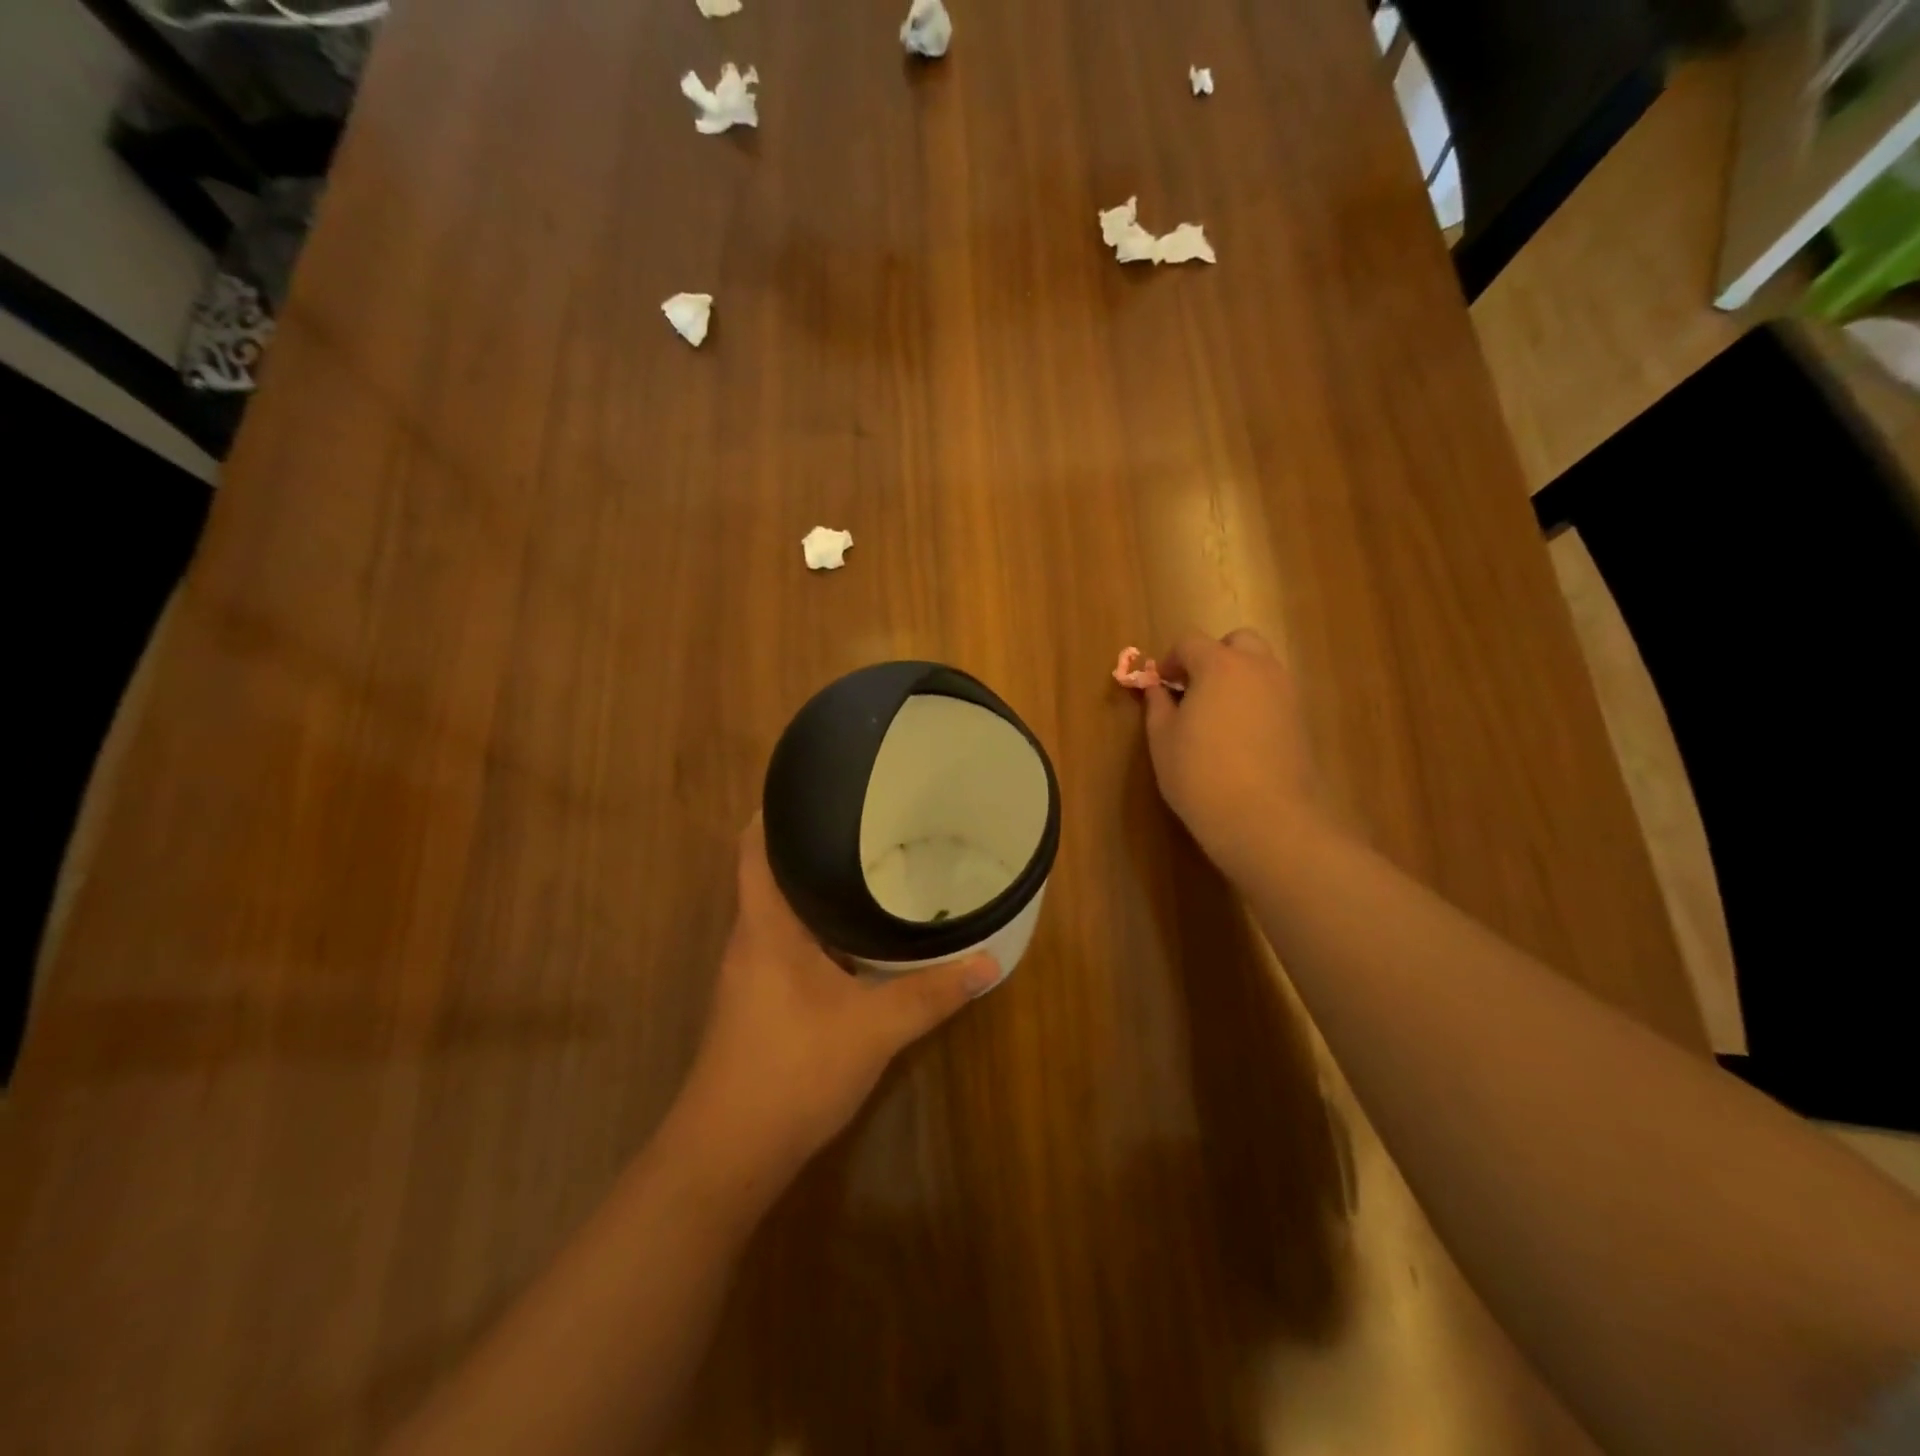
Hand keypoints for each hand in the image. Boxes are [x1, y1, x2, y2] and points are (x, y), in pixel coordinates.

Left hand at [681, 816, 1003, 1178]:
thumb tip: (989, 962)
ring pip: (780, 913)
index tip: (810, 788)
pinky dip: (815, 929)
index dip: (772, 812)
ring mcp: (749, 974)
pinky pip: (785, 945)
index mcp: (765, 926)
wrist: (728, 1154)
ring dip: (813, 890)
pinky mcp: (756, 1003)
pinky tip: (852, 939)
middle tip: (861, 823)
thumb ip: (930, 994)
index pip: (754, 849)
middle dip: (808, 846)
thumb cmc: (792, 1070)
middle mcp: (750, 940)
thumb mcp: (873, 1028)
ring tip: (864, 867)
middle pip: (770, 874)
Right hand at [1144, 628, 1324, 878]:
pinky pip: (1273, 694)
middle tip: (1193, 691)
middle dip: (1212, 657)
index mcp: (1219, 666)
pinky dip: (1255, 701)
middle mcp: (1258, 669)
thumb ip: (1158, 706)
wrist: (1266, 819)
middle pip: (1237, 642)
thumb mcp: (1163, 740)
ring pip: (1260, 667)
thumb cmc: (1201, 775)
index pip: (1190, 642)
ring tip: (1216, 717)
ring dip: (1237, 678)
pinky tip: (1239, 738)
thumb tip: (1157, 689)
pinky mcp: (1301, 720)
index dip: (1171, 660)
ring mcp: (1286, 693)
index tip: (1160, 686)